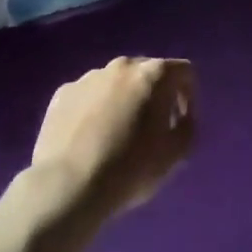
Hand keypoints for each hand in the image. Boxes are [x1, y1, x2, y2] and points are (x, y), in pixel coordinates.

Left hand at [31, 56, 195, 222]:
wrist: (68, 186)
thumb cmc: (131, 168)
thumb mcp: (177, 153)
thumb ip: (188, 125)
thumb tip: (180, 117)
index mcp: (154, 74)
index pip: (184, 72)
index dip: (188, 96)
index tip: (180, 122)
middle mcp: (122, 65)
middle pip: (147, 73)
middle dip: (154, 96)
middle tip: (151, 128)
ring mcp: (89, 77)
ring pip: (115, 83)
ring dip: (123, 101)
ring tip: (117, 135)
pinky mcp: (63, 93)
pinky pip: (88, 96)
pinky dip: (94, 110)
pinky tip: (89, 139)